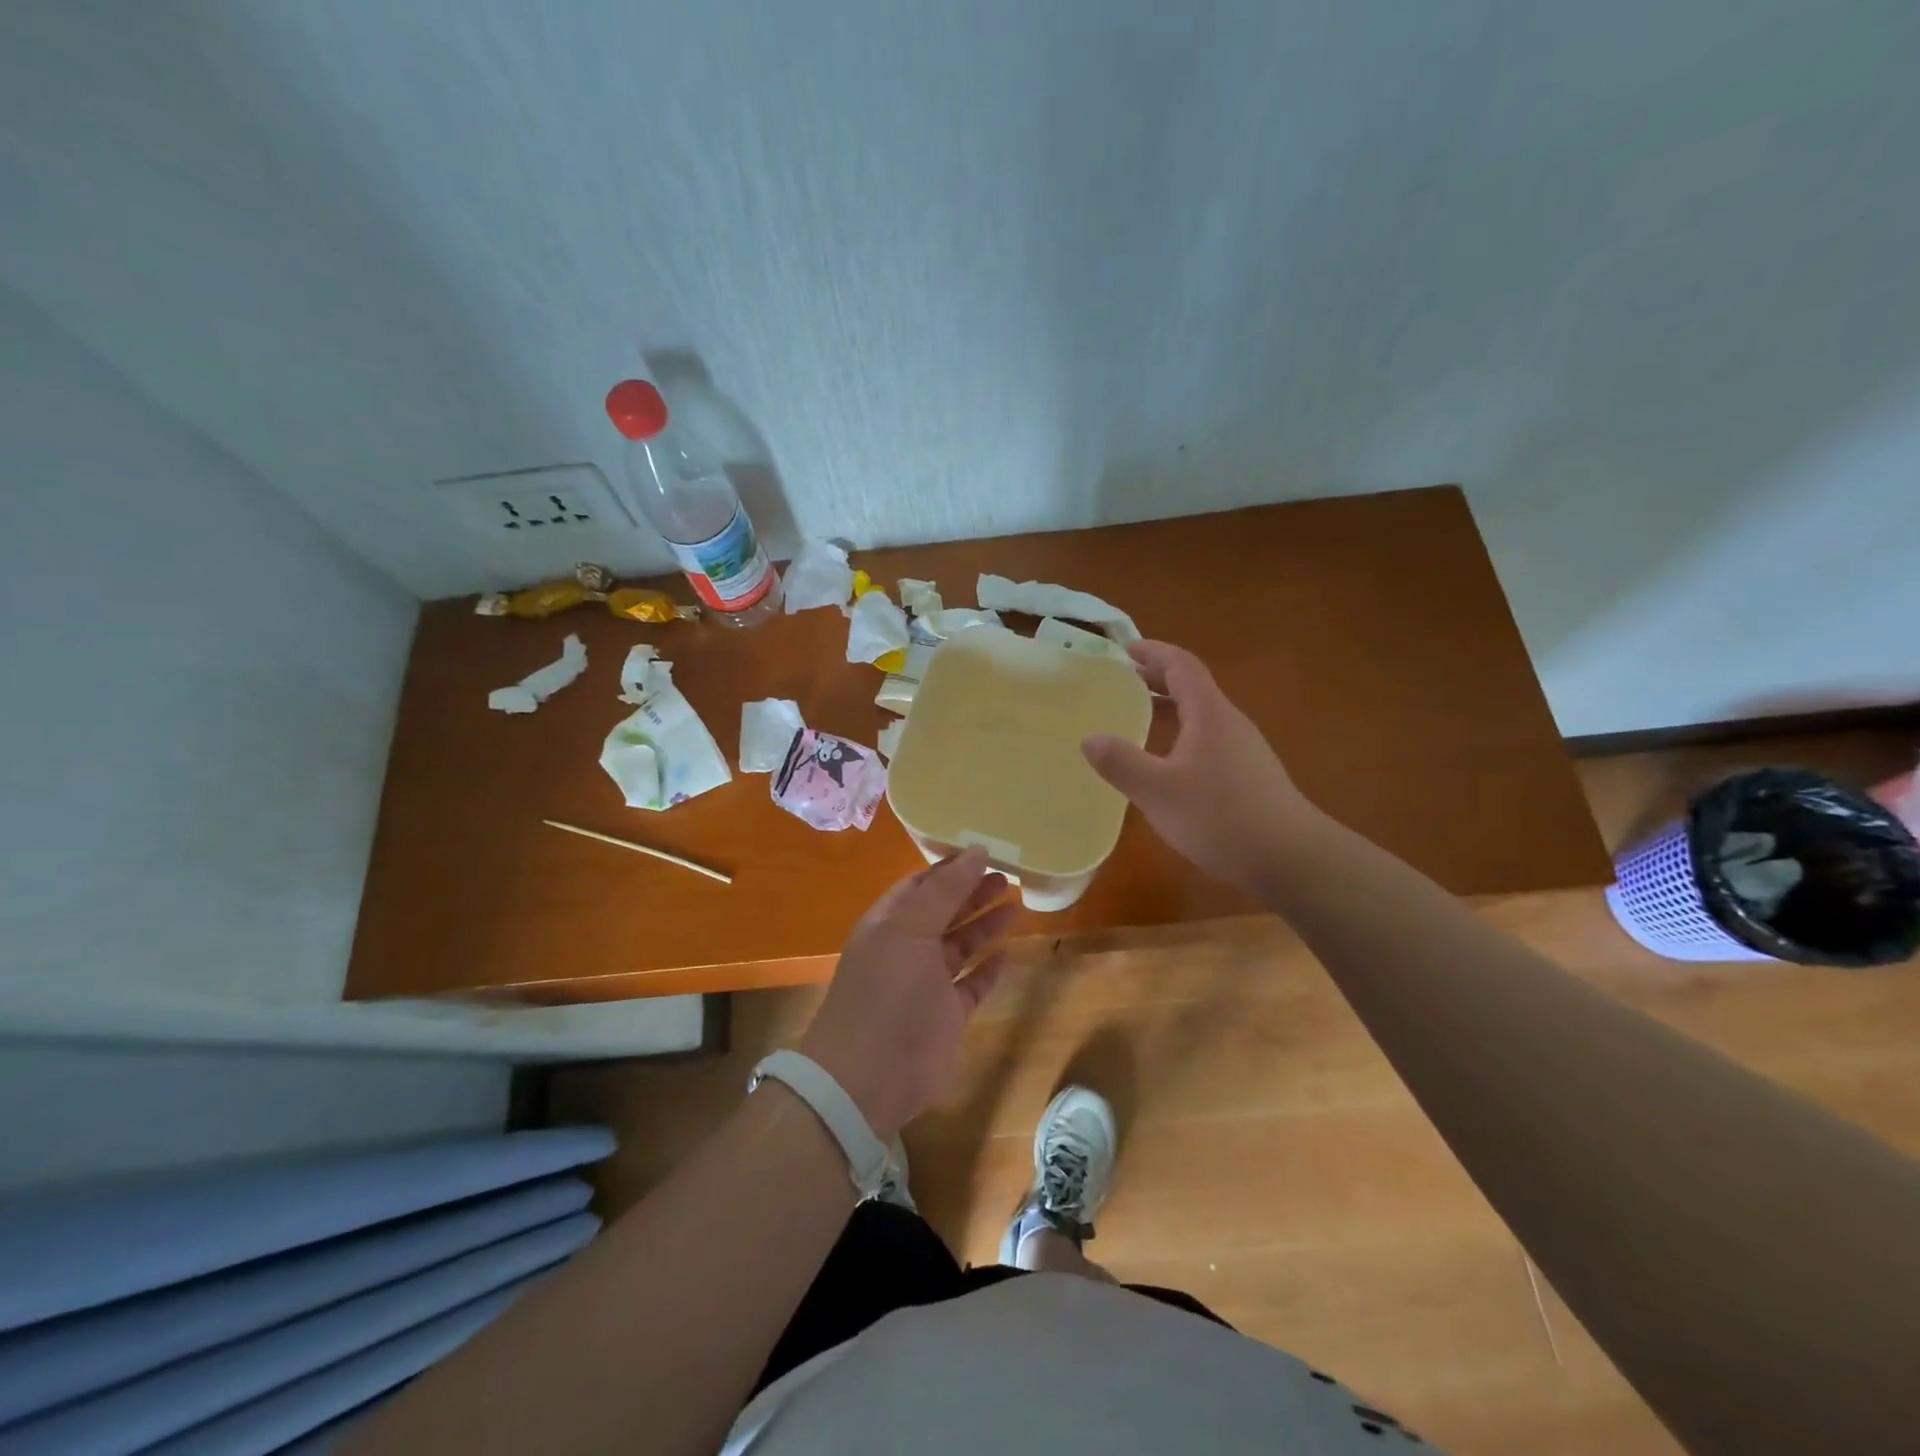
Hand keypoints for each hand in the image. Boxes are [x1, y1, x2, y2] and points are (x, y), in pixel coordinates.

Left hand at [797, 847, 1016, 1143]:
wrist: (869, 1076)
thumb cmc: (887, 990)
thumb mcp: (910, 929)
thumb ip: (945, 890)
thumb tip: (977, 850)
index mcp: (888, 924)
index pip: (920, 885)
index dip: (950, 869)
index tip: (984, 853)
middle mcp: (906, 950)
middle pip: (944, 912)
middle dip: (972, 893)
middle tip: (1008, 876)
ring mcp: (927, 985)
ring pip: (960, 946)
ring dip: (985, 925)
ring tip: (1016, 903)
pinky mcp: (947, 1016)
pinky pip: (972, 985)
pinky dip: (988, 969)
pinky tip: (1008, 953)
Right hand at [1082, 640, 1320, 893]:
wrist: (1291, 859)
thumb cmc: (1221, 817)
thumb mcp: (1158, 792)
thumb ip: (1121, 763)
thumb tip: (1089, 738)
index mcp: (1209, 714)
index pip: (1181, 665)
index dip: (1153, 652)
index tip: (1124, 648)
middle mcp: (1229, 722)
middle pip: (1193, 685)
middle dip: (1157, 677)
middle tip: (1122, 679)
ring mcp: (1244, 748)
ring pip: (1201, 713)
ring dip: (1170, 705)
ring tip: (1138, 713)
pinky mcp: (1249, 774)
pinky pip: (1208, 737)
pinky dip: (1182, 732)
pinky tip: (1168, 760)